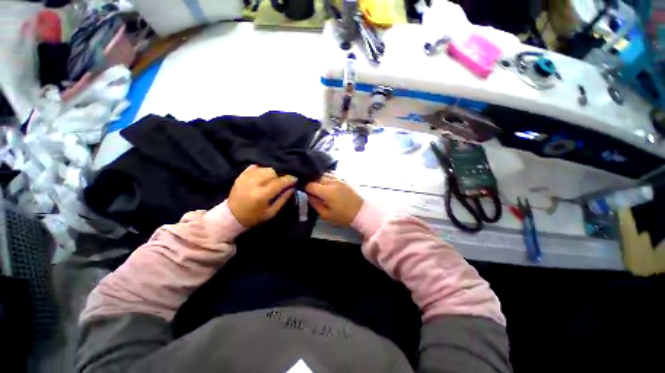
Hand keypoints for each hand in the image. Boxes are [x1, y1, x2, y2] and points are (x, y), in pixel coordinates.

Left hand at [228, 165, 296, 227]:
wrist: (231, 216)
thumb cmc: (254, 217)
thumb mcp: (271, 212)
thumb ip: (283, 199)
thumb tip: (292, 188)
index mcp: (261, 195)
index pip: (279, 183)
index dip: (288, 179)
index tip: (294, 179)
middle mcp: (253, 184)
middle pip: (272, 172)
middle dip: (279, 176)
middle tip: (280, 183)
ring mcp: (245, 178)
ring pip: (264, 168)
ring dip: (270, 173)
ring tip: (271, 180)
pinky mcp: (240, 176)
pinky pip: (254, 167)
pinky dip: (260, 170)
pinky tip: (262, 176)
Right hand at [305, 174, 363, 225]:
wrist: (362, 211)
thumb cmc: (343, 216)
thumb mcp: (327, 215)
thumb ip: (316, 204)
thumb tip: (309, 196)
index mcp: (327, 192)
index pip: (310, 185)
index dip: (306, 188)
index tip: (306, 193)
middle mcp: (332, 182)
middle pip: (317, 177)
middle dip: (313, 182)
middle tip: (313, 190)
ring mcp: (339, 178)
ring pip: (325, 174)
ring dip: (320, 179)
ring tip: (320, 186)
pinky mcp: (345, 179)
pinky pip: (333, 174)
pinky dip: (328, 177)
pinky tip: (329, 183)